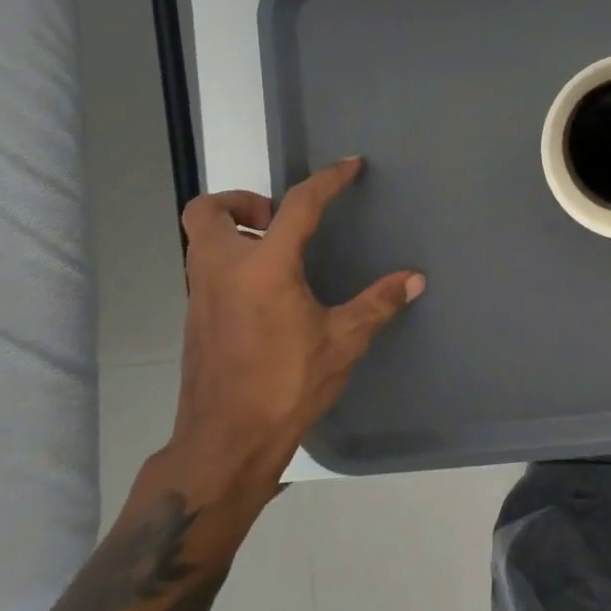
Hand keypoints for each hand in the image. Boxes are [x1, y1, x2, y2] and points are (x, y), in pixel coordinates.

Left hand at [156, 158, 423, 517]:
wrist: (225, 444)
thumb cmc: (286, 385)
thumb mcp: (343, 342)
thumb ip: (378, 304)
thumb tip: (415, 279)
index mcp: (263, 267)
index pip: (298, 205)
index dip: (328, 180)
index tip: (350, 166)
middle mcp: (222, 270)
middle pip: (207, 210)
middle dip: (241, 201)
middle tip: (278, 220)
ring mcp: (201, 295)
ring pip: (200, 240)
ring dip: (234, 231)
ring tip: (278, 253)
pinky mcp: (195, 320)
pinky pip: (206, 270)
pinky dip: (231, 262)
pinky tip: (267, 293)